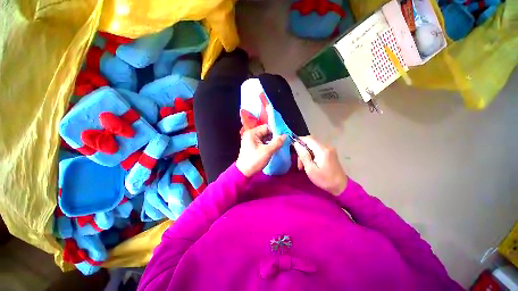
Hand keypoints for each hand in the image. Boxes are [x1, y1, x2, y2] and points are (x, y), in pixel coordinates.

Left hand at [236, 125, 286, 176]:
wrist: (244, 172)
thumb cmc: (254, 161)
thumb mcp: (267, 151)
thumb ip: (277, 142)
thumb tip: (285, 136)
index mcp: (252, 133)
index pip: (267, 127)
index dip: (276, 131)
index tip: (283, 136)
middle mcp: (251, 135)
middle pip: (266, 132)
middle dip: (274, 137)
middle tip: (283, 141)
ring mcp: (251, 141)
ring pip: (265, 138)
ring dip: (272, 141)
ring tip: (280, 145)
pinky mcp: (253, 146)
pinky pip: (262, 142)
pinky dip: (268, 145)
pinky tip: (274, 148)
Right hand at [293, 136, 346, 195]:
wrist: (341, 186)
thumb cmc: (324, 180)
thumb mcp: (310, 169)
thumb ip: (303, 155)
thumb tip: (296, 144)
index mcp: (322, 150)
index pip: (308, 139)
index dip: (299, 140)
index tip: (293, 147)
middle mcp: (327, 146)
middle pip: (310, 142)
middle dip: (302, 149)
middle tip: (299, 162)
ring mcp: (329, 149)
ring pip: (313, 146)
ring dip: (306, 153)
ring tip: (303, 165)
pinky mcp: (330, 152)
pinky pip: (317, 149)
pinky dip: (311, 154)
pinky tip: (310, 163)